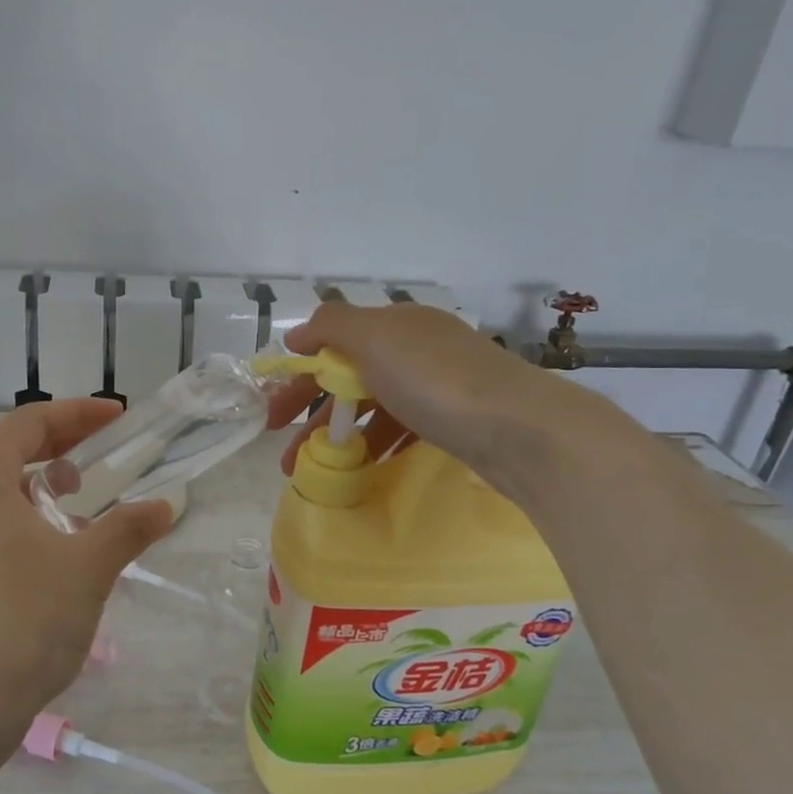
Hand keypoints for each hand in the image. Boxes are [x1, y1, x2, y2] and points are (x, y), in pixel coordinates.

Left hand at [0, 400, 173, 740]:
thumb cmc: (23, 617)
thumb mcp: (88, 566)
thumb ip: (129, 528)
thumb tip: (164, 507)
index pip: (30, 422)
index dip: (79, 413)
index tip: (119, 416)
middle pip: (13, 451)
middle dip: (65, 444)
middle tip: (110, 448)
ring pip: (2, 491)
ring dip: (47, 485)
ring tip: (85, 499)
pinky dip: (32, 520)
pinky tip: (60, 549)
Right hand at [264, 302, 610, 503]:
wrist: (518, 427)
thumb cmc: (434, 378)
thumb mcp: (374, 337)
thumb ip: (330, 327)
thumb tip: (298, 333)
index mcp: (396, 324)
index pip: (332, 344)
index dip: (297, 377)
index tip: (274, 417)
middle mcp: (416, 347)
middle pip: (349, 377)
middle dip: (312, 413)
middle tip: (286, 452)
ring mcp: (438, 384)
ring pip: (373, 407)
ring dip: (339, 436)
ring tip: (315, 469)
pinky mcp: (455, 419)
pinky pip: (401, 427)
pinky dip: (376, 444)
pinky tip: (363, 466)